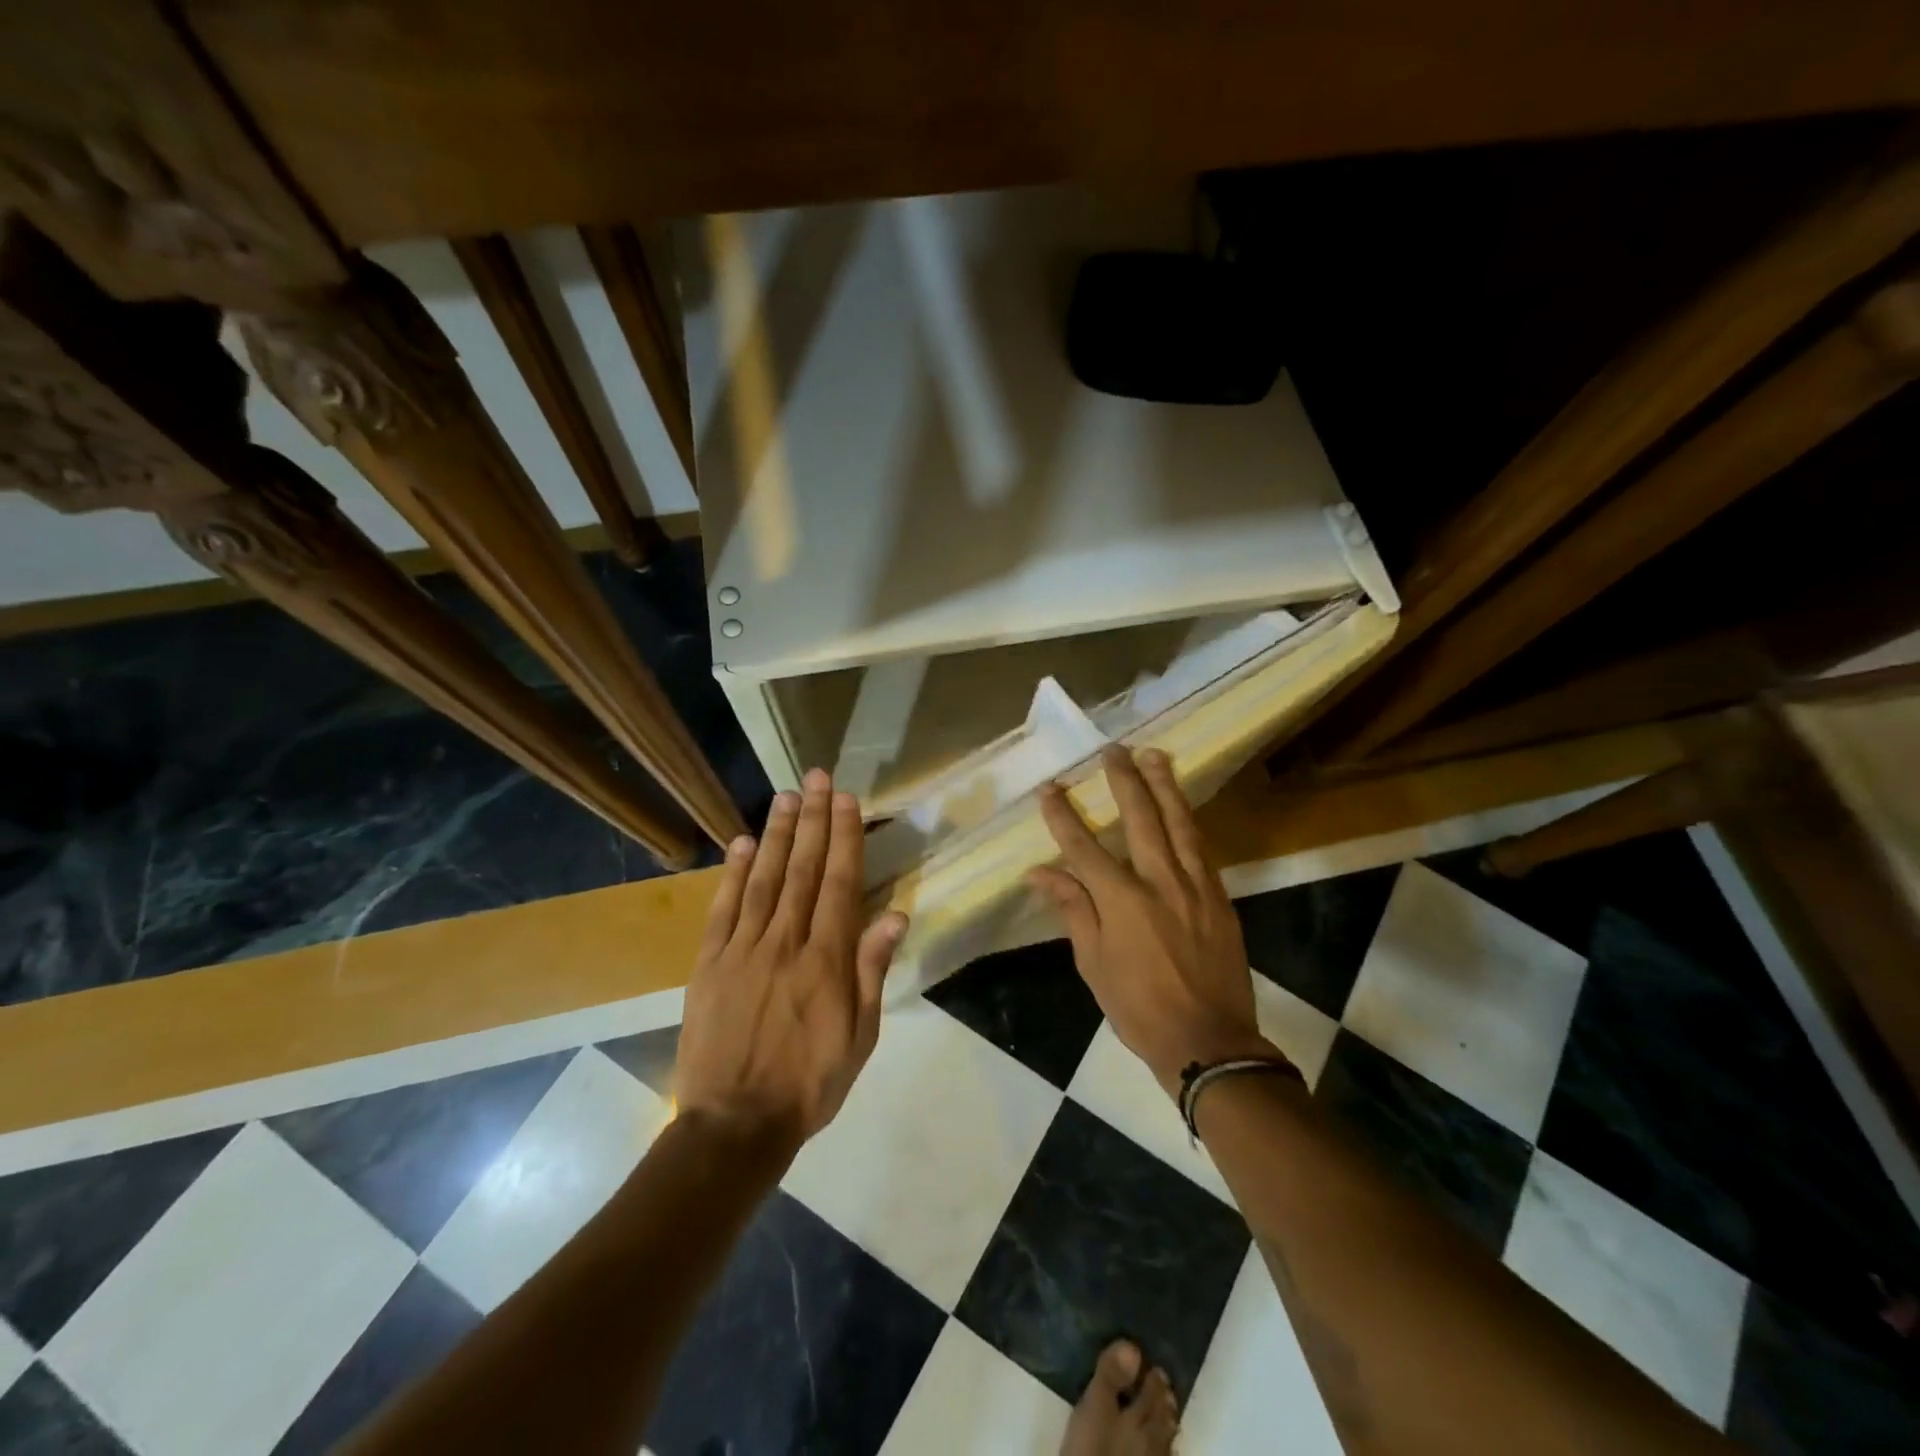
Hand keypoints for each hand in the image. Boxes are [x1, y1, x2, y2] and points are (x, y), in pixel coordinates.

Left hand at [675, 769, 908, 1148]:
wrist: (735, 1125)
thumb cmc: (809, 1084)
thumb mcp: (859, 1037)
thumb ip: (872, 970)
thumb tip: (894, 914)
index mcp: (826, 960)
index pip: (839, 883)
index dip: (844, 837)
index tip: (846, 800)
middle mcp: (785, 942)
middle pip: (802, 869)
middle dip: (812, 820)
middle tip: (816, 778)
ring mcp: (742, 949)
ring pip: (763, 879)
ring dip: (776, 834)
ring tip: (785, 797)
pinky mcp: (709, 963)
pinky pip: (722, 908)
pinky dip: (732, 873)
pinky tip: (741, 843)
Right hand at [1029, 745, 1275, 1096]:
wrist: (1209, 1042)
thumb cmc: (1139, 1008)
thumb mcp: (1093, 965)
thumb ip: (1073, 910)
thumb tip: (1041, 872)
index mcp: (1122, 902)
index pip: (1084, 847)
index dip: (1063, 816)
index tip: (1050, 789)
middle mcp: (1160, 882)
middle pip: (1140, 818)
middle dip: (1123, 781)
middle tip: (1112, 750)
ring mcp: (1196, 886)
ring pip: (1179, 823)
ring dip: (1164, 786)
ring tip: (1154, 755)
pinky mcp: (1220, 897)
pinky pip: (1202, 848)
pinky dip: (1188, 821)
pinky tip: (1182, 807)